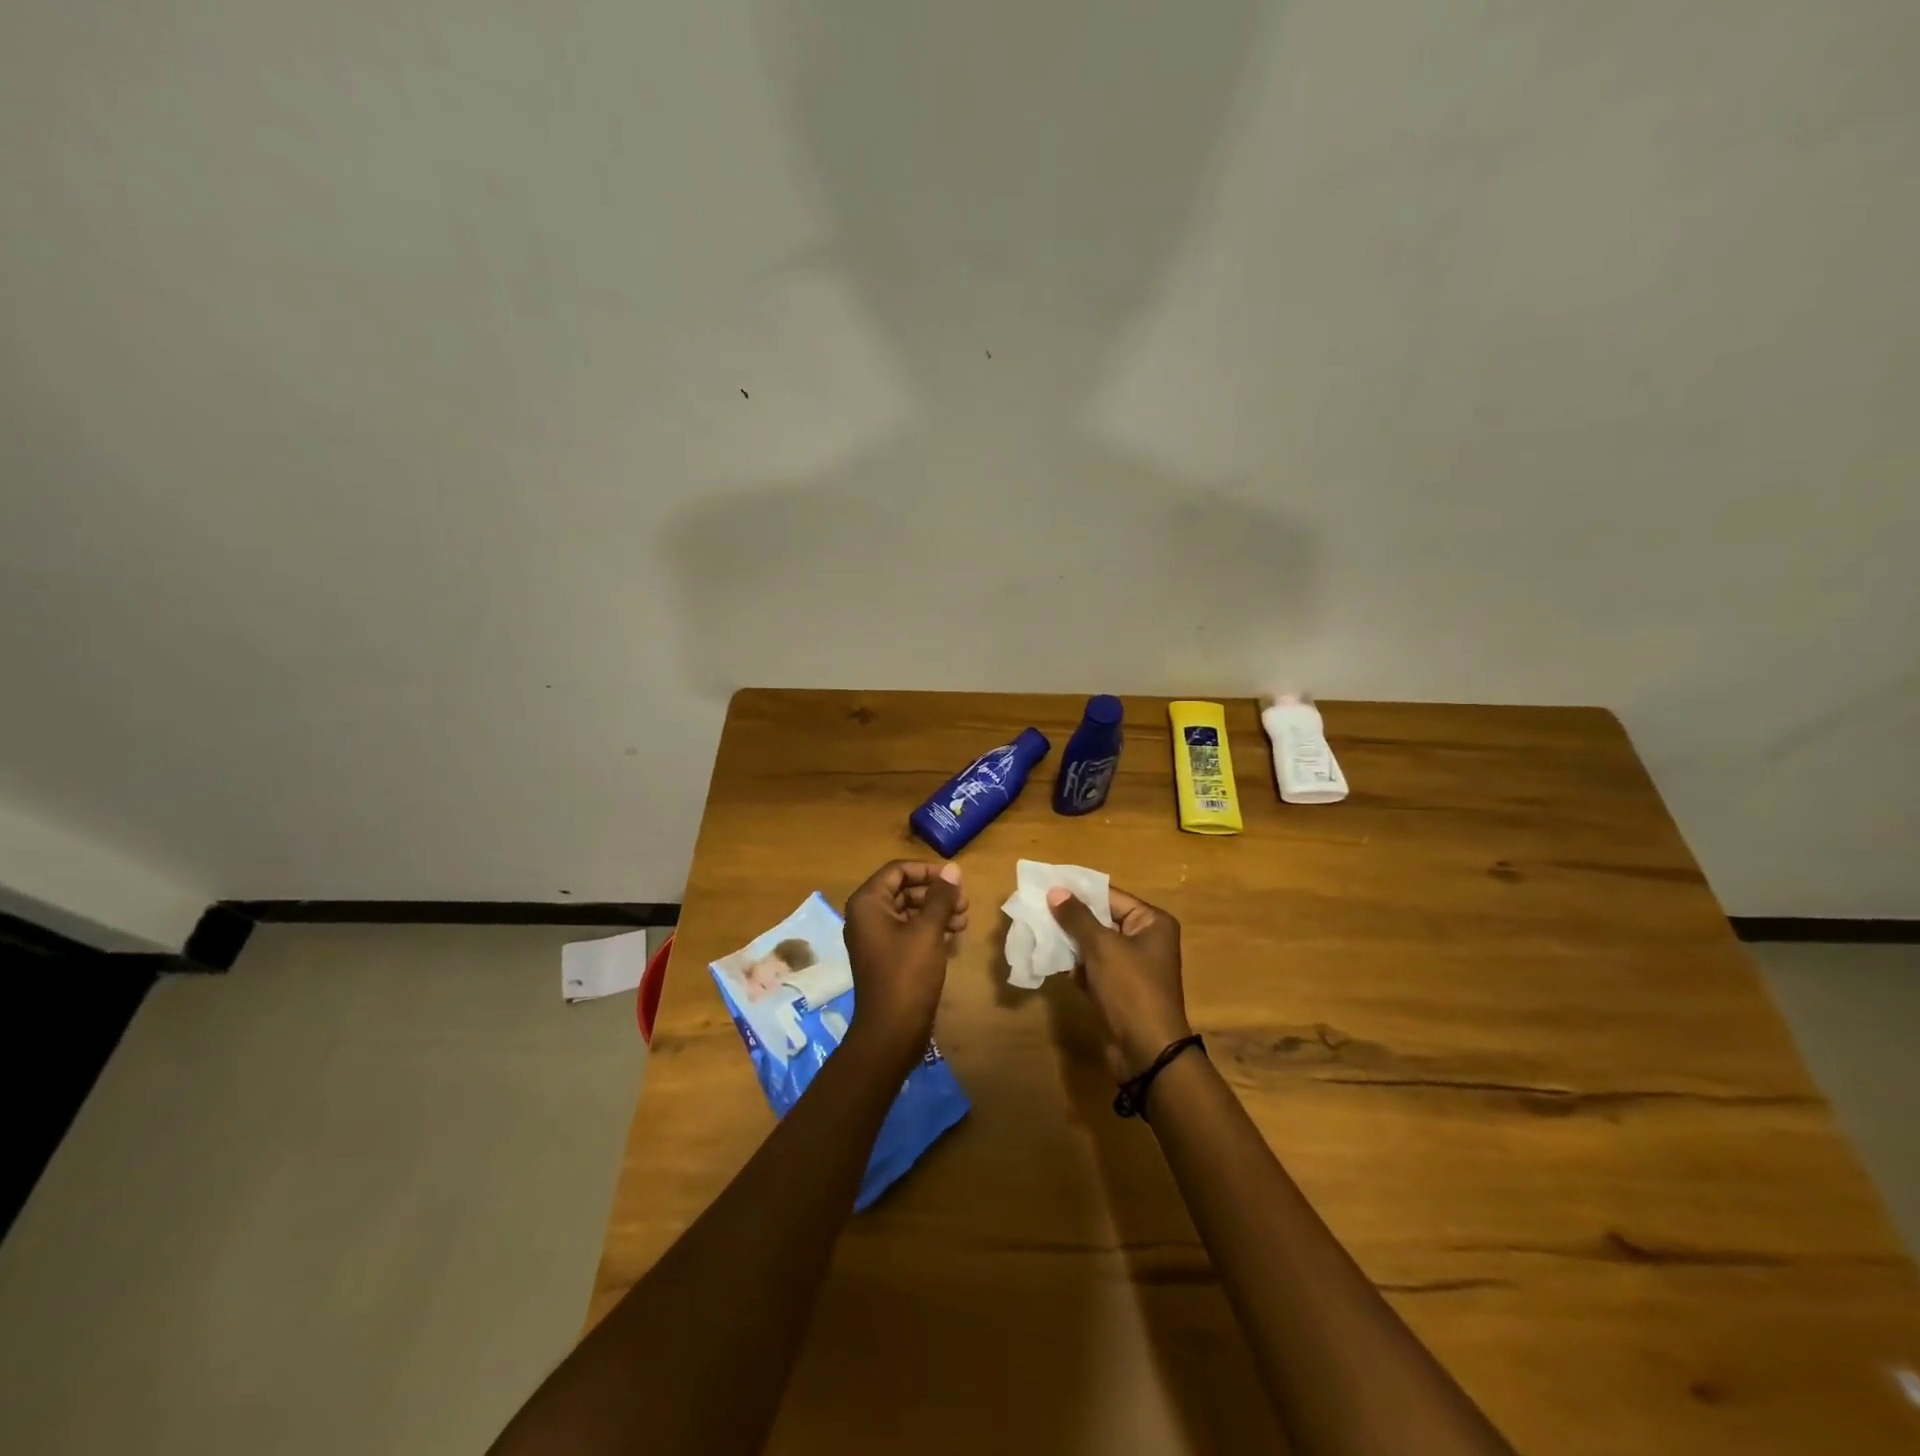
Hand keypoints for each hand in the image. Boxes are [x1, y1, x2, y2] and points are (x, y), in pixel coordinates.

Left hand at [843, 860, 967, 1050]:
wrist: (891, 1031)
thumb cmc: (907, 974)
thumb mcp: (928, 931)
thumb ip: (941, 897)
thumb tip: (953, 869)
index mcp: (868, 903)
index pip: (898, 870)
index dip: (928, 870)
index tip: (956, 879)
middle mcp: (866, 916)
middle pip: (904, 890)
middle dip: (936, 893)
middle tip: (965, 903)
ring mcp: (875, 938)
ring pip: (910, 911)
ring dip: (937, 912)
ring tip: (964, 921)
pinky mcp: (887, 957)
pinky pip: (909, 932)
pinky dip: (931, 930)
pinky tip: (954, 938)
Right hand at [1047, 885, 1190, 1079]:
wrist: (1146, 1051)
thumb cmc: (1130, 989)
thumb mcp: (1102, 947)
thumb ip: (1077, 917)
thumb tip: (1056, 890)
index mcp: (1152, 922)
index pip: (1110, 896)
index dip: (1078, 890)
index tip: (1046, 884)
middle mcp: (1144, 939)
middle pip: (1101, 918)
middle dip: (1070, 916)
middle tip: (1036, 906)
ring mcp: (1131, 966)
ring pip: (1093, 943)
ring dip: (1068, 940)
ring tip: (1036, 929)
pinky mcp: (1117, 988)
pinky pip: (1092, 966)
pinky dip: (1073, 964)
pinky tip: (1048, 959)